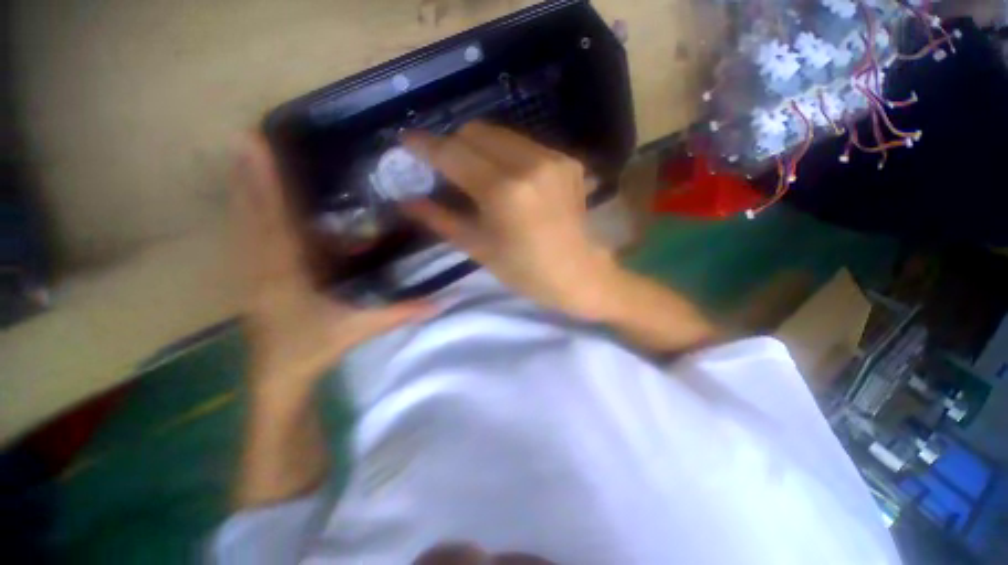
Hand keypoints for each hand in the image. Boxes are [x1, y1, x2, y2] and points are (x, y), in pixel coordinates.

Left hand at [231, 134, 427, 398]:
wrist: (277, 376)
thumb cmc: (314, 348)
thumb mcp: (360, 329)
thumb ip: (400, 313)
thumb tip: (441, 302)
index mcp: (287, 274)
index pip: (277, 221)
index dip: (267, 183)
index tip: (257, 147)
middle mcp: (263, 265)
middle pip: (253, 213)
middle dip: (248, 173)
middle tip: (245, 135)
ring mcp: (253, 270)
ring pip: (245, 222)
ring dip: (243, 188)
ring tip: (242, 154)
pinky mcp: (254, 276)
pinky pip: (248, 237)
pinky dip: (247, 212)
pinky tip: (246, 199)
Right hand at [401, 122, 619, 317]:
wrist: (579, 274)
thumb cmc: (526, 271)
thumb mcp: (479, 249)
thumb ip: (441, 219)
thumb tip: (407, 200)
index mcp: (504, 191)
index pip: (453, 153)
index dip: (425, 145)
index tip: (408, 142)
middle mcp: (529, 164)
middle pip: (476, 131)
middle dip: (454, 145)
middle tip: (447, 168)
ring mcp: (553, 158)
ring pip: (501, 134)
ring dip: (480, 148)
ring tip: (477, 175)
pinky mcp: (568, 161)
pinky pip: (525, 145)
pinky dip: (507, 155)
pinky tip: (509, 180)